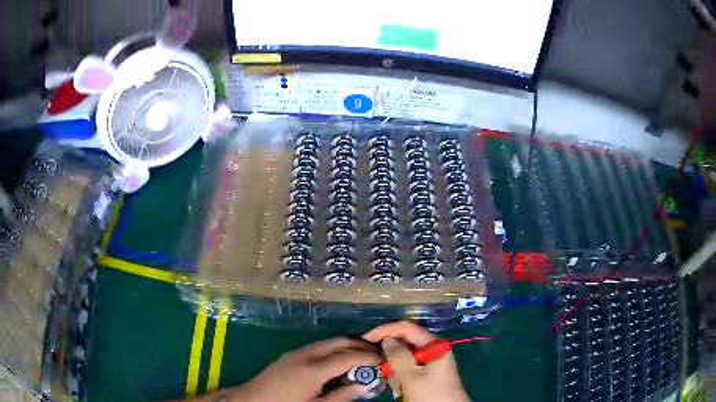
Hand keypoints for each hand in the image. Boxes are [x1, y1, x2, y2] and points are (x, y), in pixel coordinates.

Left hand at [198, 337, 379, 401]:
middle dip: (359, 345)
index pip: (348, 357)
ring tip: (360, 356)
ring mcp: (296, 352)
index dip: (368, 357)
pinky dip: (332, 349)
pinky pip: (317, 346)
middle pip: (338, 342)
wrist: (251, 400)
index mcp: (314, 369)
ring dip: (346, 345)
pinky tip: (337, 360)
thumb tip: (365, 385)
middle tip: (376, 353)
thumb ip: (343, 396)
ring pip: (328, 342)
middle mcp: (306, 354)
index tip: (383, 359)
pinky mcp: (290, 355)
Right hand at [363, 321, 469, 401]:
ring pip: (406, 355)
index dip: (385, 330)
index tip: (365, 338)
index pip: (406, 327)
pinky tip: (399, 387)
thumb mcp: (411, 377)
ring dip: (395, 367)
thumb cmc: (430, 395)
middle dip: (390, 353)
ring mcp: (432, 359)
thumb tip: (387, 339)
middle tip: (378, 365)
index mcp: (434, 344)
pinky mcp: (429, 371)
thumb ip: (398, 356)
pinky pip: (410, 366)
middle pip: (406, 341)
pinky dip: (401, 374)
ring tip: (393, 383)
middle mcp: (434, 348)